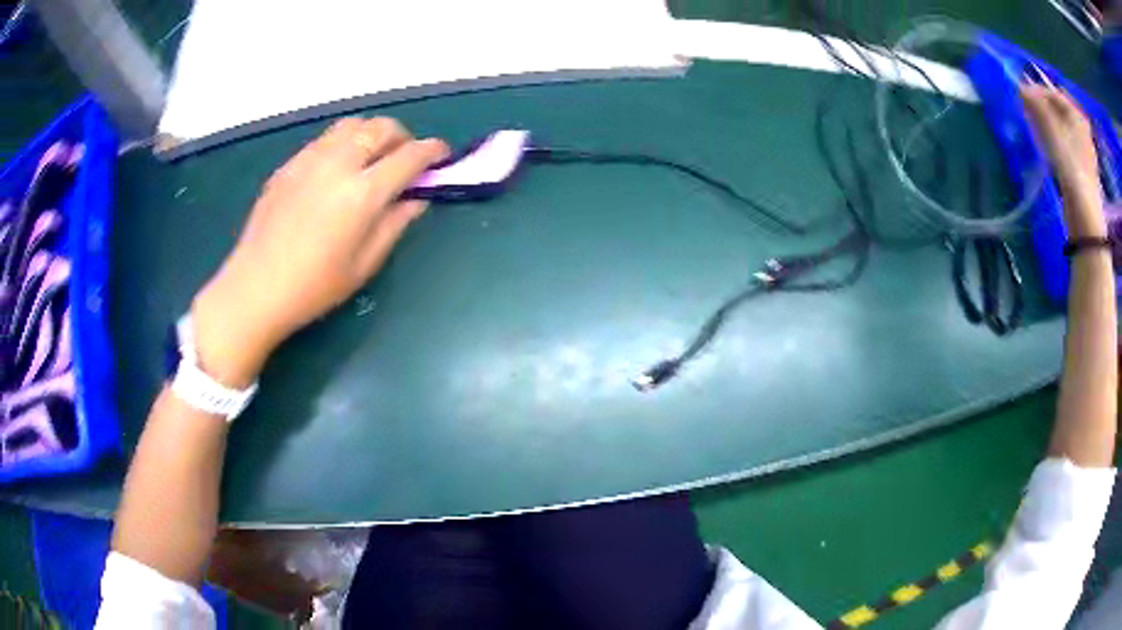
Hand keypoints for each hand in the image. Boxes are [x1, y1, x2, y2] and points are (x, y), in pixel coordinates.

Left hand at [191, 118, 448, 385]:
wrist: (255, 288)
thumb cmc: (313, 287)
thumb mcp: (364, 264)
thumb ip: (395, 224)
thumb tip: (417, 198)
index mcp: (363, 192)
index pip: (410, 156)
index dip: (433, 152)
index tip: (442, 156)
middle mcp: (339, 164)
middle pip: (382, 128)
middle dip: (403, 137)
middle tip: (405, 159)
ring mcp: (310, 159)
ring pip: (352, 125)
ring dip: (372, 134)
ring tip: (371, 159)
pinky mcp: (289, 165)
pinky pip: (325, 139)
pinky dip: (343, 144)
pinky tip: (337, 170)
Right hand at [1021, 84, 1106, 237]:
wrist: (1084, 215)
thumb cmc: (1070, 167)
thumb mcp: (1051, 130)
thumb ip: (1036, 105)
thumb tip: (1020, 87)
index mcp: (1077, 116)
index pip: (1053, 92)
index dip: (1037, 91)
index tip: (1021, 97)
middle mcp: (1082, 129)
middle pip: (1059, 110)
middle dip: (1043, 109)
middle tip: (1028, 113)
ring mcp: (1084, 151)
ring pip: (1062, 128)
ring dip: (1049, 125)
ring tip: (1036, 131)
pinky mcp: (1082, 169)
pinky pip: (1066, 145)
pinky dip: (1056, 142)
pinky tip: (1049, 151)